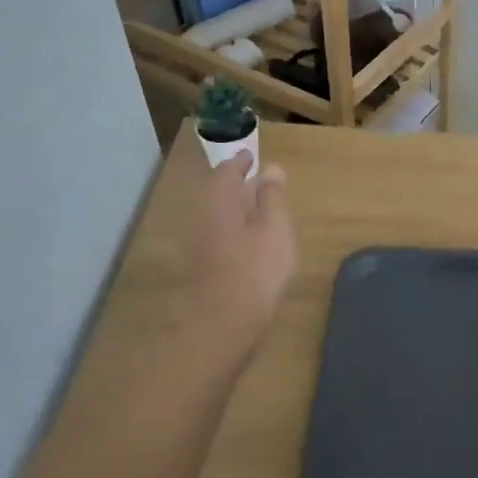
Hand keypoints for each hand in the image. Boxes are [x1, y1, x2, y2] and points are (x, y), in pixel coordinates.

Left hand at [187, 154, 296, 333]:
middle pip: (221, 193)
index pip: (228, 170)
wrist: (224, 322)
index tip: (252, 155)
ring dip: (239, 210)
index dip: (242, 162)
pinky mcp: (206, 267)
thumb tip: (270, 168)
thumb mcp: (275, 227)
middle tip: (260, 181)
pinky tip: (254, 243)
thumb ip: (273, 196)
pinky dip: (238, 231)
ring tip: (263, 210)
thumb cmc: (256, 268)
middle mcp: (205, 216)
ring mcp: (202, 244)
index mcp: (221, 200)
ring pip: (222, 216)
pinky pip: (224, 237)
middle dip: (239, 185)